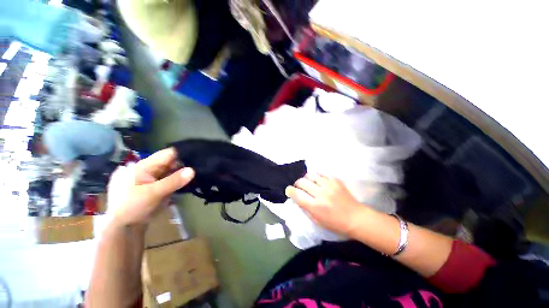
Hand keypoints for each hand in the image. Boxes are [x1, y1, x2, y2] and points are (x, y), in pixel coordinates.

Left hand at [107, 148, 193, 226]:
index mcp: (144, 165)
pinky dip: (181, 180)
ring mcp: (155, 178)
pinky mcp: (159, 186)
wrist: (123, 227)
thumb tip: (193, 170)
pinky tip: (191, 181)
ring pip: (174, 171)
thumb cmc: (132, 207)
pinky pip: (173, 179)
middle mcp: (151, 169)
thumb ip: (173, 181)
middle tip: (202, 166)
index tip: (199, 156)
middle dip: (186, 164)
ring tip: (200, 172)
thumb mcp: (152, 193)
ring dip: (185, 173)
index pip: (168, 154)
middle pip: (172, 162)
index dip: (183, 153)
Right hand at [285, 173, 362, 235]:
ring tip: (309, 183)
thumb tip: (298, 198)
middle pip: (301, 182)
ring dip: (307, 179)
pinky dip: (317, 177)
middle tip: (299, 187)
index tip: (289, 190)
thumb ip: (306, 208)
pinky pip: (322, 174)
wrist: (356, 218)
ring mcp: (328, 185)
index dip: (290, 190)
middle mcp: (320, 194)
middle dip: (297, 184)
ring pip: (311, 175)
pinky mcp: (335, 181)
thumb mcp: (317, 221)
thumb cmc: (335, 224)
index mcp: (315, 206)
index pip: (296, 194)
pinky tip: (319, 181)